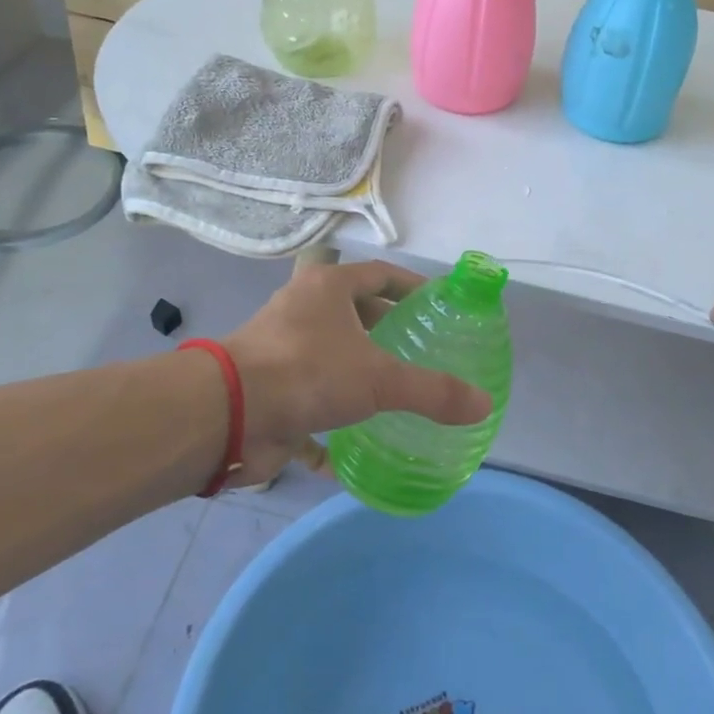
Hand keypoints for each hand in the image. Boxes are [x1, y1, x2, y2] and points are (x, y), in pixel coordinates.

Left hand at [222, 260, 491, 486]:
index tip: (437, 305)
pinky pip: (312, 395)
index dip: (411, 287)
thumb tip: (484, 405)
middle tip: (422, 350)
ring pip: (331, 353)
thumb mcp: (379, 379)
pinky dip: (334, 415)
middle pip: (354, 312)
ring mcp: (281, 348)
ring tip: (398, 388)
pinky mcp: (270, 386)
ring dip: (360, 369)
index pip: (379, 274)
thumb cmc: (308, 373)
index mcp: (327, 288)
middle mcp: (302, 309)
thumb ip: (433, 391)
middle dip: (387, 329)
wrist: (229, 415)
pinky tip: (361, 438)